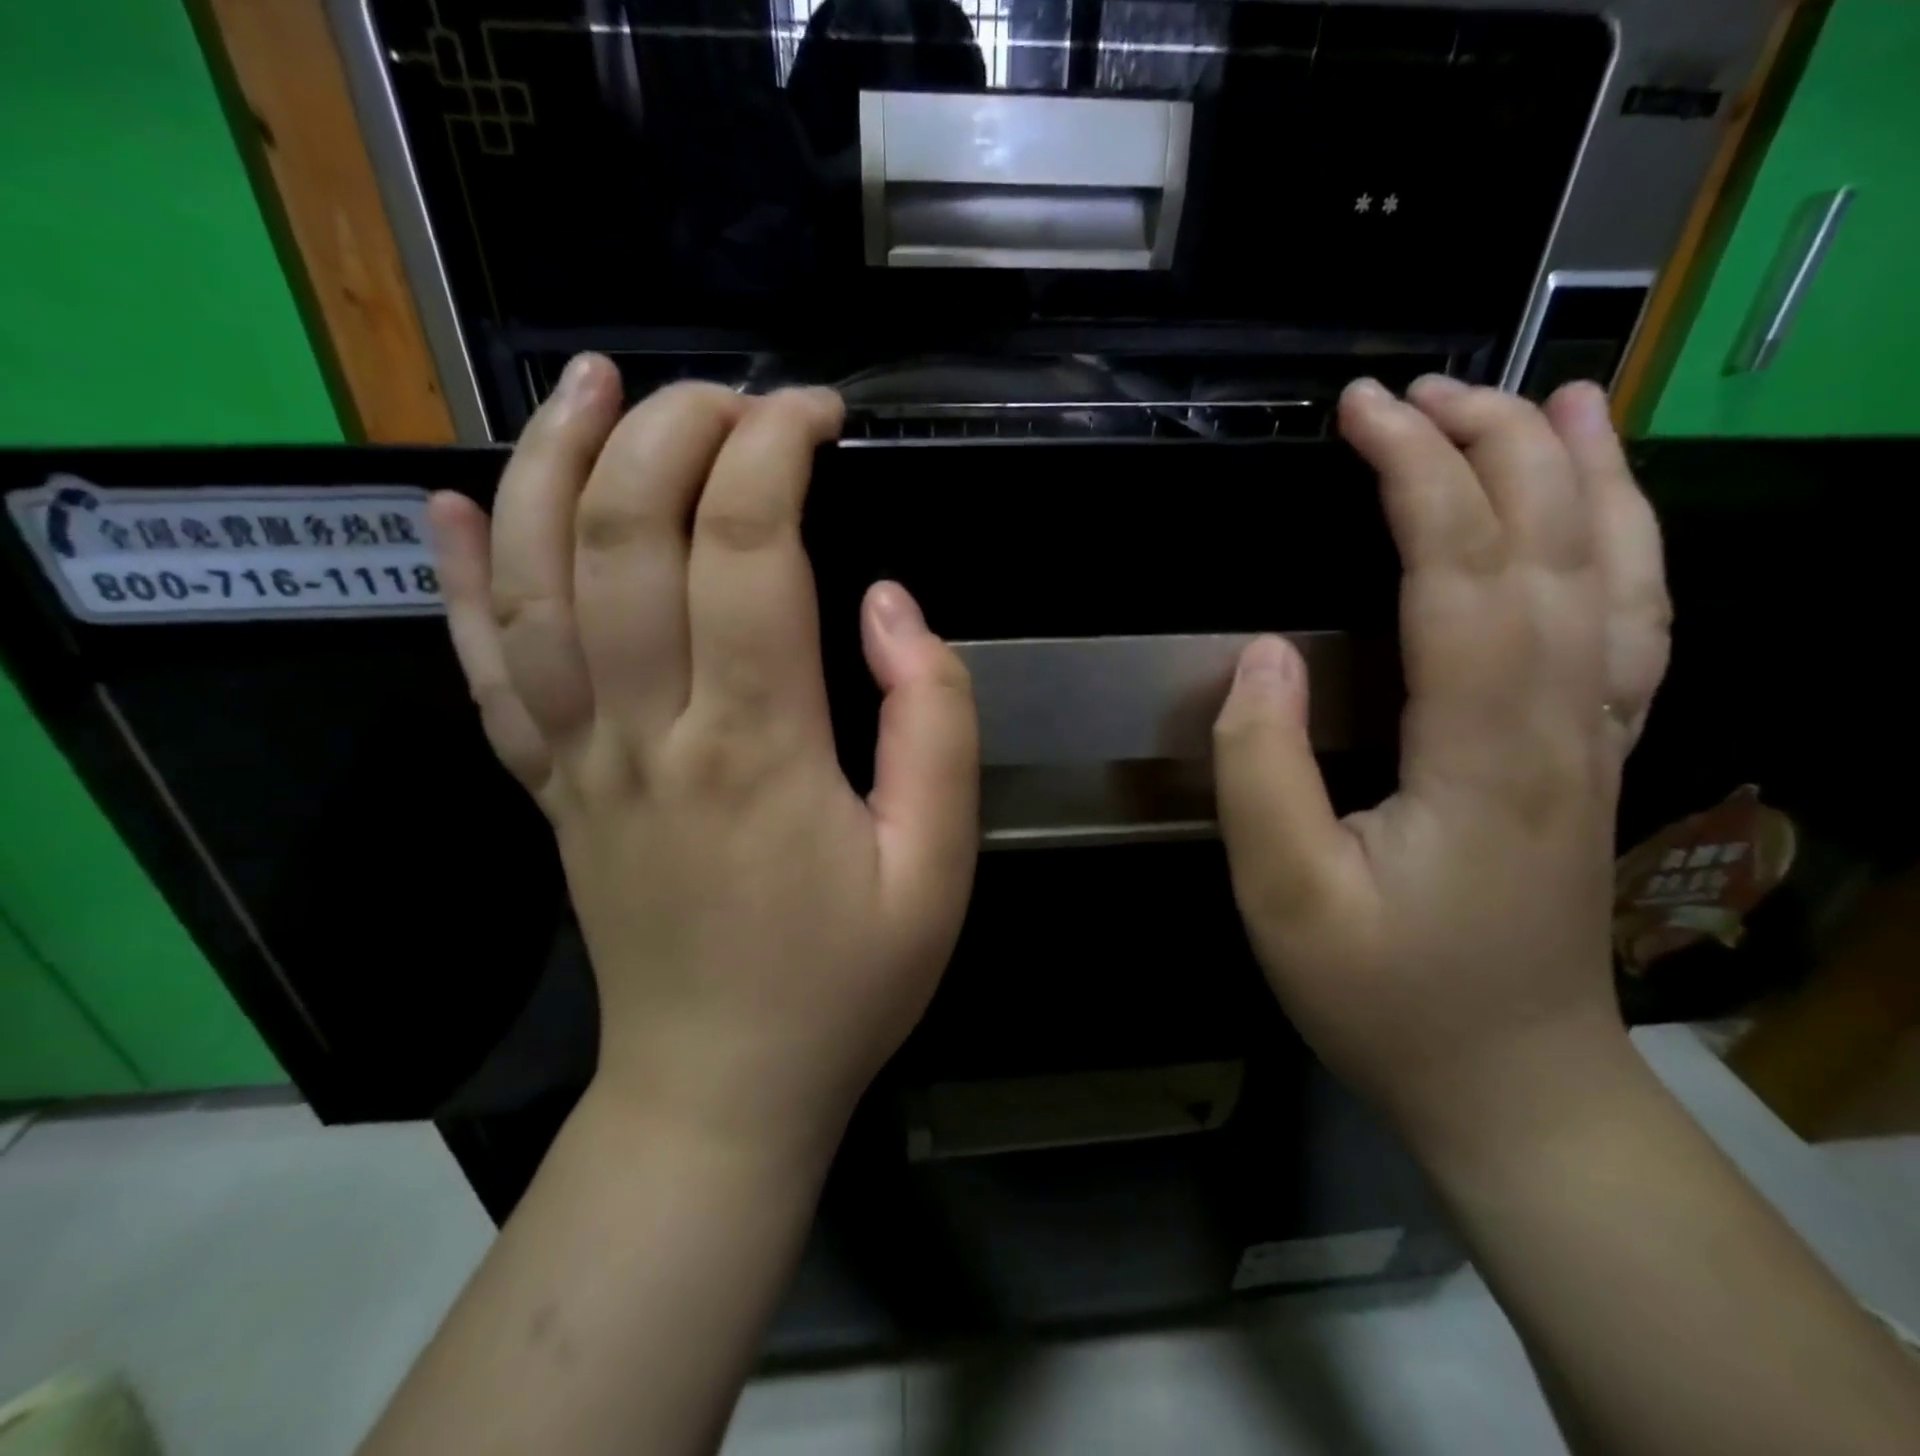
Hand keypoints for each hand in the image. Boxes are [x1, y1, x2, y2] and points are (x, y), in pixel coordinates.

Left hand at [429, 355, 977, 1157]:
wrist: (721, 1090)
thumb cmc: (846, 982)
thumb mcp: (939, 865)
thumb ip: (934, 723)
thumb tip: (888, 605)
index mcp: (757, 748)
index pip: (748, 546)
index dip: (775, 450)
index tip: (816, 413)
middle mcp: (648, 733)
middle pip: (625, 534)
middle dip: (673, 431)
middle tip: (727, 395)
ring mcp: (578, 762)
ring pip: (534, 582)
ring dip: (550, 464)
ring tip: (588, 386)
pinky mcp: (547, 792)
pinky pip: (482, 671)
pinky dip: (456, 580)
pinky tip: (444, 506)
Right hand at [1213, 378, 1670, 1150]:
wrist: (1511, 1084)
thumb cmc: (1387, 995)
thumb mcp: (1286, 896)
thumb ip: (1261, 771)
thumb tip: (1259, 657)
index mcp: (1484, 747)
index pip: (1459, 566)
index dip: (1413, 472)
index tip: (1360, 411)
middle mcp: (1564, 722)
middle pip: (1550, 545)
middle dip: (1490, 445)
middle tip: (1422, 388)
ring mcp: (1595, 739)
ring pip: (1617, 575)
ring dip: (1581, 476)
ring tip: (1551, 400)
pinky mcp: (1592, 760)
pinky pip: (1631, 628)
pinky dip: (1625, 549)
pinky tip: (1600, 519)